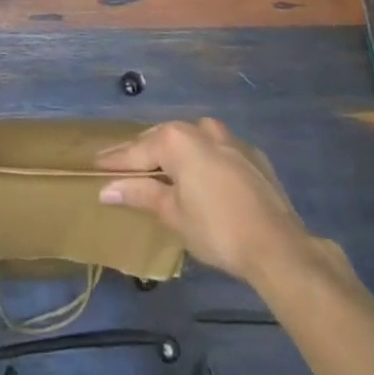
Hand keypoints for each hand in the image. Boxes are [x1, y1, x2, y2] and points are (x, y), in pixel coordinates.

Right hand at [97, 118, 313, 282]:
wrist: (278, 245)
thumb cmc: (216, 229)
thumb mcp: (173, 214)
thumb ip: (140, 194)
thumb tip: (107, 188)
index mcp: (177, 139)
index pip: (137, 150)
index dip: (115, 160)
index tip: (95, 163)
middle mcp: (201, 129)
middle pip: (164, 139)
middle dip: (144, 153)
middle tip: (123, 167)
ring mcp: (230, 139)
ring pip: (193, 140)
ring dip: (176, 152)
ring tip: (162, 169)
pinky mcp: (252, 155)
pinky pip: (218, 151)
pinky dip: (204, 160)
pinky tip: (203, 178)